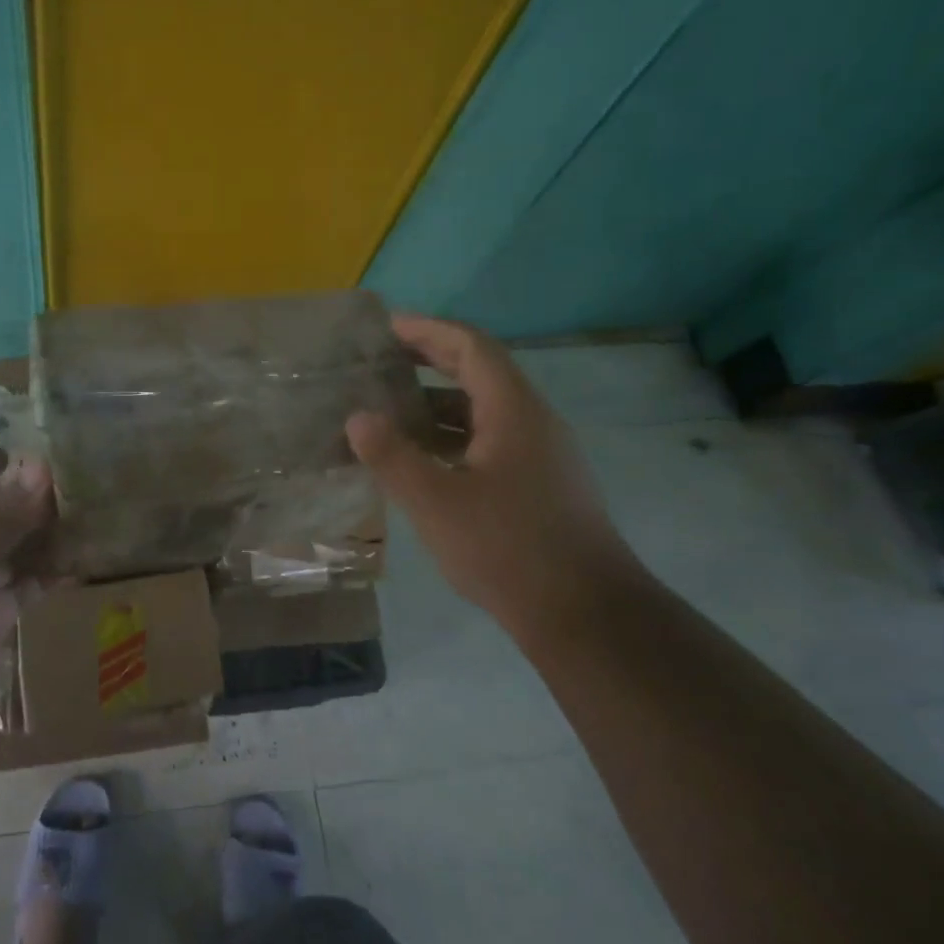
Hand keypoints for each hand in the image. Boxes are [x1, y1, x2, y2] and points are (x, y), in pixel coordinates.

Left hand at [0, 449, 52, 751]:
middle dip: (26, 507)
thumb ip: (1, 519)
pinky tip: (74, 571)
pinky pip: (20, 595)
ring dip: (43, 544)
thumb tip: (39, 473)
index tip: (10, 453)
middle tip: (73, 492)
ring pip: (11, 559)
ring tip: (85, 527)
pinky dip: (45, 582)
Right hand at [346, 314, 636, 634]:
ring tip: (390, 409)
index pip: (471, 346)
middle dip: (431, 359)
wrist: (586, 616)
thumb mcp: (435, 502)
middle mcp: (533, 421)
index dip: (428, 330)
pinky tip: (422, 460)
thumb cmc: (508, 548)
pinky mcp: (541, 485)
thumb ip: (392, 456)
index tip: (387, 326)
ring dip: (438, 403)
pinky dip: (452, 437)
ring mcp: (542, 455)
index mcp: (514, 410)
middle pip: (480, 372)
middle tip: (382, 359)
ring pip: (484, 411)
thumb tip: (358, 418)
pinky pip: (490, 441)